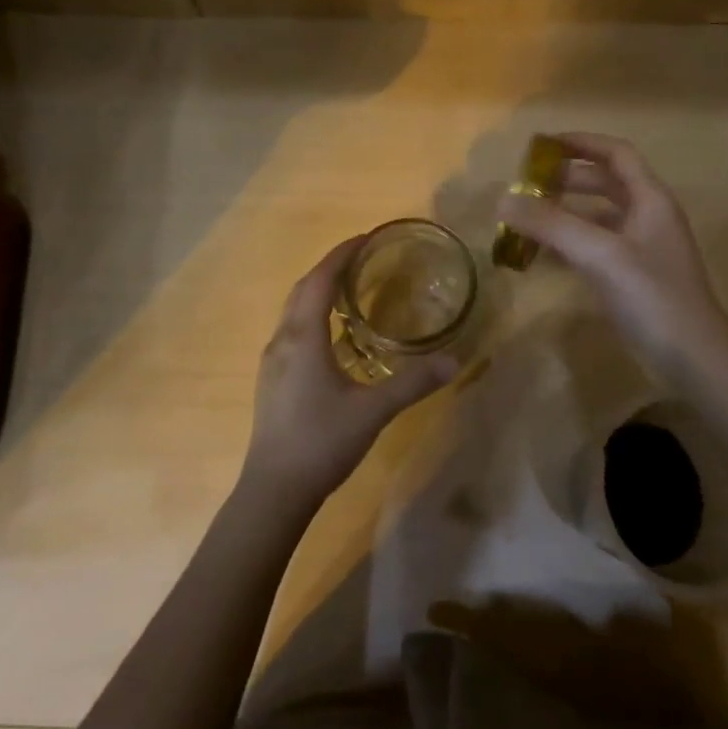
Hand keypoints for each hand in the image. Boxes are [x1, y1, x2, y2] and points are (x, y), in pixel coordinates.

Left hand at [241, 236, 458, 507]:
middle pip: (304, 288)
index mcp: (303, 337)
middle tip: (364, 258)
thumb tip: (454, 360)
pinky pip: (293, 330)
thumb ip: (413, 383)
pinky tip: (334, 336)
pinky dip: (313, 315)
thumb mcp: (373, 410)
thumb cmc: (321, 442)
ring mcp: (273, 361)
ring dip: (319, 290)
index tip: (368, 238)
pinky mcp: (272, 379)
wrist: (274, 490)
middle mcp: (282, 340)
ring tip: (352, 289)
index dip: (342, 254)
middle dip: (331, 267)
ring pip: (294, 310)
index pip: (321, 280)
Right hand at [497, 133, 727, 388]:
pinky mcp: (635, 277)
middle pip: (606, 182)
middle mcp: (649, 216)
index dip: (581, 143)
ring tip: (528, 216)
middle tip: (527, 184)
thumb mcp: (600, 254)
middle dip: (567, 178)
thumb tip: (503, 199)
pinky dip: (571, 242)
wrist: (694, 359)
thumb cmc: (653, 297)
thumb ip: (551, 224)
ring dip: (566, 211)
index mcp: (650, 199)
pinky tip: (545, 254)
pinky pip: (597, 246)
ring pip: (599, 216)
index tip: (542, 144)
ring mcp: (643, 248)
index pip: (616, 154)